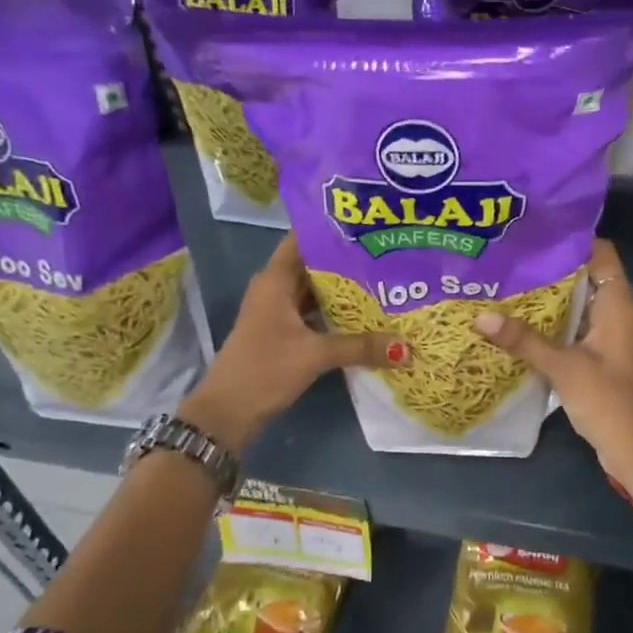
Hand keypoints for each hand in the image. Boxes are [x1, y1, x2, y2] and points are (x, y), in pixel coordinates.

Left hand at [180, 234, 401, 453]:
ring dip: (344, 288)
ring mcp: (279, 312)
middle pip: (315, 264)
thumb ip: (360, 346)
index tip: (367, 219)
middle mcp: (276, 289)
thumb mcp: (314, 355)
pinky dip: (337, 313)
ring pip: (317, 290)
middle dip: (348, 259)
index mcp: (275, 280)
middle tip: (388, 251)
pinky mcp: (284, 334)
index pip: (303, 239)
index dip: (331, 227)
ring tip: (385, 279)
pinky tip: (366, 314)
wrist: (227, 413)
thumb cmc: (264, 369)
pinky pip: (316, 313)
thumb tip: (405, 347)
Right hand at [471, 239, 632, 493]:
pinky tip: (516, 324)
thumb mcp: (564, 368)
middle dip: (548, 267)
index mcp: (618, 303)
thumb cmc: (609, 401)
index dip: (569, 238)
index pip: (600, 252)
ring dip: (546, 298)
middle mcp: (615, 312)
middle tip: (505, 258)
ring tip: (503, 283)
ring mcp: (607, 336)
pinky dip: (549, 324)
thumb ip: (523, 340)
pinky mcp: (598, 357)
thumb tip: (479, 316)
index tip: (530, 232)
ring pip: (575, 304)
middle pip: (583, 276)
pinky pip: (572, 328)